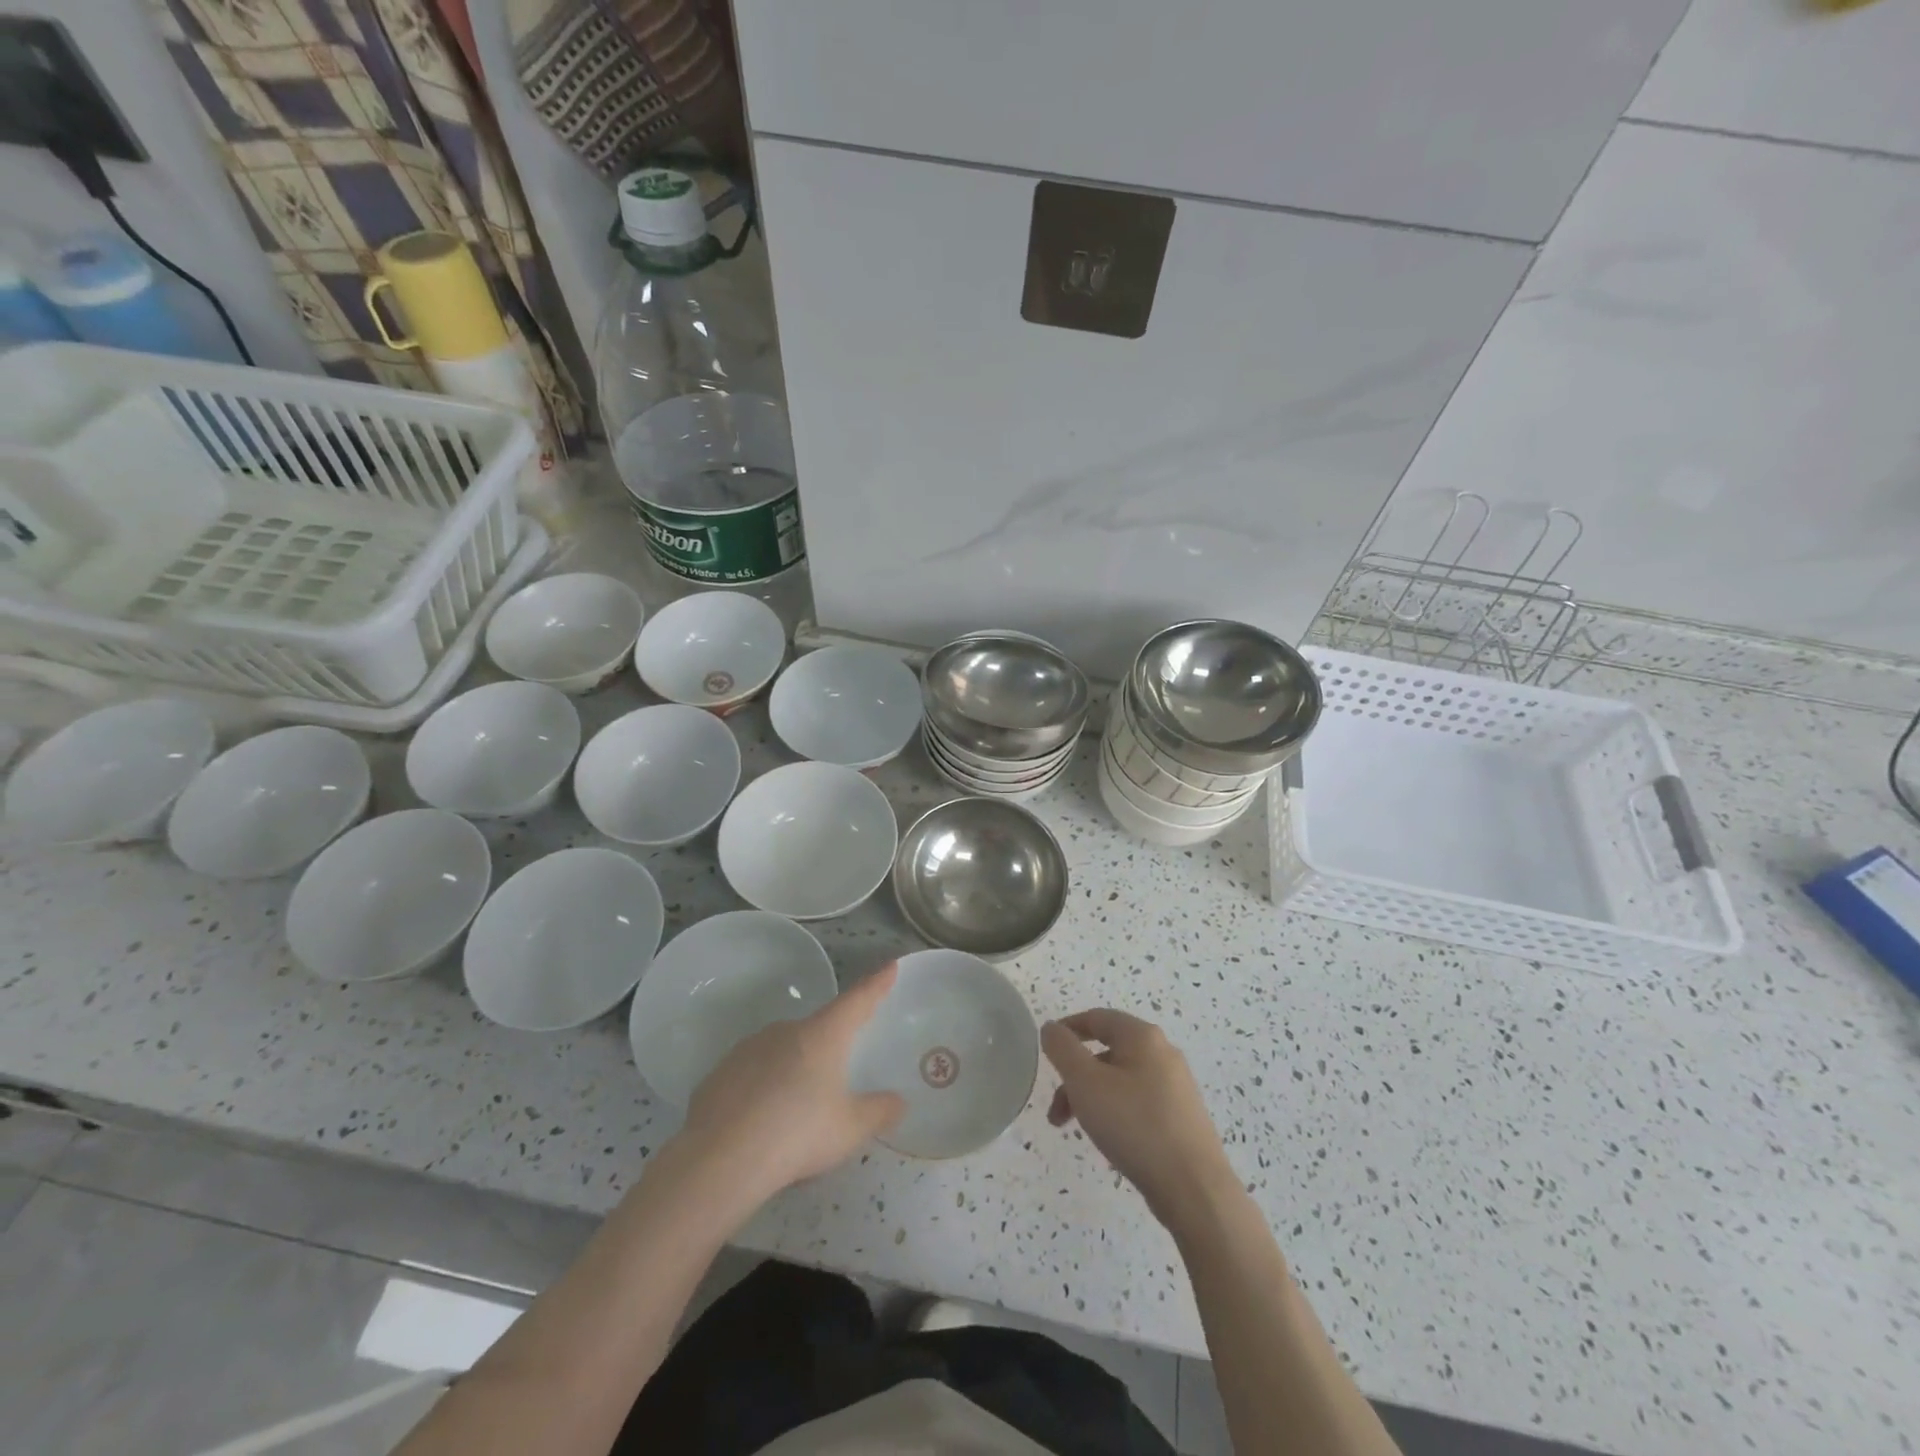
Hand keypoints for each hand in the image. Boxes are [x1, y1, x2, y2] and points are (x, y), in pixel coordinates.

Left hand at [679, 963, 904, 1203]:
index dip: (876, 984)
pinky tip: (761, 1125)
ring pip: (782, 1053)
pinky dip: (762, 1091)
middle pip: (817, 1031)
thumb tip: (898, 1102)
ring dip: (793, 1071)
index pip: (857, 1000)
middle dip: (829, 1050)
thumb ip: (879, 1112)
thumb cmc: (797, 1134)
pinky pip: (752, 1075)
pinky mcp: (720, 1073)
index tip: (889, 966)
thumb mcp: (850, 1129)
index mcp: (822, 1035)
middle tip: (836, 1081)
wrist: (719, 1160)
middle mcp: (786, 1030)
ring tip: (796, 1114)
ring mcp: (748, 1048)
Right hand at [1043, 1010, 1238, 1227]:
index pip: (1097, 1018)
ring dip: (1092, 1099)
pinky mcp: (1182, 1118)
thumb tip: (1051, 1028)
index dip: (1068, 1029)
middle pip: (1108, 1052)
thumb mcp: (1085, 1083)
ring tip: (1078, 1131)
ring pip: (1121, 1081)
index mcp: (1143, 1037)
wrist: (1194, 1189)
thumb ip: (1063, 1049)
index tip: (1046, 1049)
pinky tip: (1110, 1144)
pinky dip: (1116, 1113)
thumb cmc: (1134, 1125)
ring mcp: (1177, 1087)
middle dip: (1075, 1077)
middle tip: (1056, 1111)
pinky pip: (1139, 1104)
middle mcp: (1163, 1053)